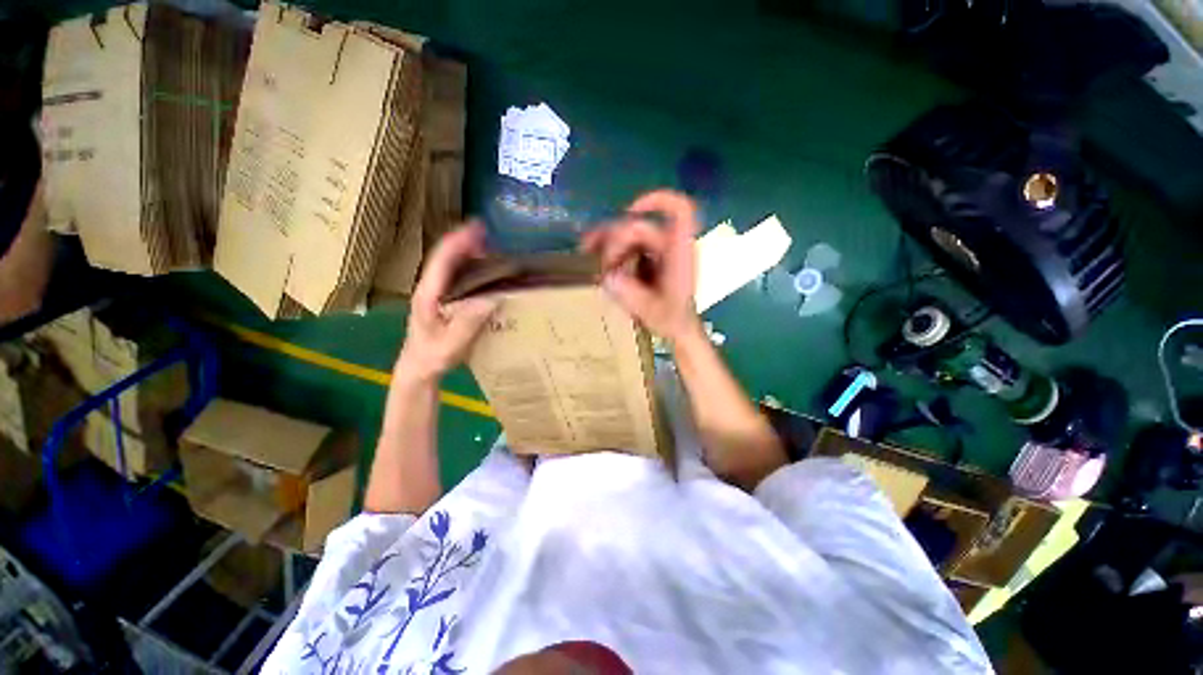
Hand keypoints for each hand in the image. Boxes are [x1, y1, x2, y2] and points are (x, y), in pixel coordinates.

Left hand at [396, 222, 497, 382]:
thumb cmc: (434, 356)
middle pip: (445, 256)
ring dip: (467, 251)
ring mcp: (435, 292)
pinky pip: (455, 275)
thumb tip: (493, 298)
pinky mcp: (442, 298)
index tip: (477, 228)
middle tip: (489, 234)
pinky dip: (469, 265)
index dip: (458, 242)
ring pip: (450, 264)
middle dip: (465, 241)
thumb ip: (469, 321)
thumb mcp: (452, 343)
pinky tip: (484, 268)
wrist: (419, 367)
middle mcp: (429, 287)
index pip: (442, 261)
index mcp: (428, 294)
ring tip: (490, 246)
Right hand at [581, 190, 701, 344]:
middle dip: (614, 240)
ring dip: (606, 239)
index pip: (680, 211)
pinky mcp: (646, 257)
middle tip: (599, 264)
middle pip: (638, 227)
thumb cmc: (670, 319)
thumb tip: (608, 275)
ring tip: (586, 250)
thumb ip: (629, 293)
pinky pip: (626, 244)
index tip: (630, 212)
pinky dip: (610, 247)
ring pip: (628, 233)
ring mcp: (657, 251)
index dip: (657, 201)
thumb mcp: (650, 309)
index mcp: (679, 252)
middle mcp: (669, 245)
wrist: (678, 327)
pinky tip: (594, 254)